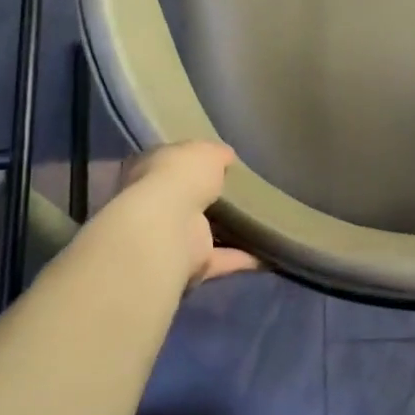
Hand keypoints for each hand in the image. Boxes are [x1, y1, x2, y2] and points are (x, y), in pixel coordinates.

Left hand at [108, 142, 260, 286]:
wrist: (169, 226)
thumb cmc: (180, 178)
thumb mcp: (204, 151)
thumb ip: (216, 153)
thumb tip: (226, 156)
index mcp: (149, 171)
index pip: (167, 163)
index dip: (186, 161)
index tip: (213, 162)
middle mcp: (154, 205)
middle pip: (184, 199)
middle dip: (205, 197)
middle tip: (239, 192)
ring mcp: (171, 236)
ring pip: (201, 231)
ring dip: (225, 231)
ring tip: (259, 223)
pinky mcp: (191, 262)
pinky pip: (220, 259)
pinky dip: (241, 258)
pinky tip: (265, 254)